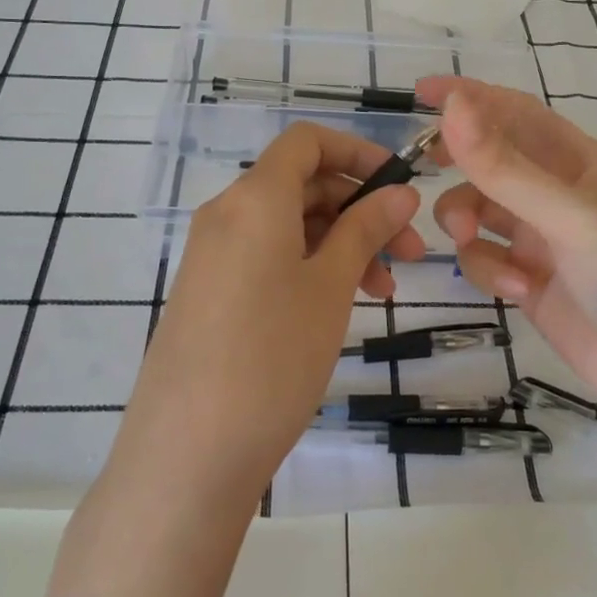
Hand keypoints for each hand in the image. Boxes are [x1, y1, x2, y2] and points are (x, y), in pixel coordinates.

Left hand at [115, 122, 424, 505]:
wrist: (186, 455)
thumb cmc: (272, 356)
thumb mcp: (330, 287)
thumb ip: (365, 229)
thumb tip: (400, 192)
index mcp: (254, 197)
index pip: (307, 142)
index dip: (357, 152)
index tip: (400, 185)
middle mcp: (226, 213)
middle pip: (301, 184)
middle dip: (360, 207)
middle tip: (409, 251)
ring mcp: (213, 255)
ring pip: (288, 225)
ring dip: (340, 242)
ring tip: (384, 289)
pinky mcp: (209, 292)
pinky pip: (266, 256)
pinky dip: (309, 266)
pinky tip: (340, 304)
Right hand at [418, 76, 596, 434]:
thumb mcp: (567, 215)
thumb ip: (504, 166)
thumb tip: (453, 106)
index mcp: (577, 161)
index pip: (516, 112)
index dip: (472, 97)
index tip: (421, 92)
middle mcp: (556, 194)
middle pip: (491, 160)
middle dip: (460, 161)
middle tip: (424, 164)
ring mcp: (541, 240)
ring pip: (479, 211)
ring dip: (465, 219)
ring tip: (468, 238)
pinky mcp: (529, 282)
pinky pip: (486, 259)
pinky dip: (489, 269)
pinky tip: (517, 289)